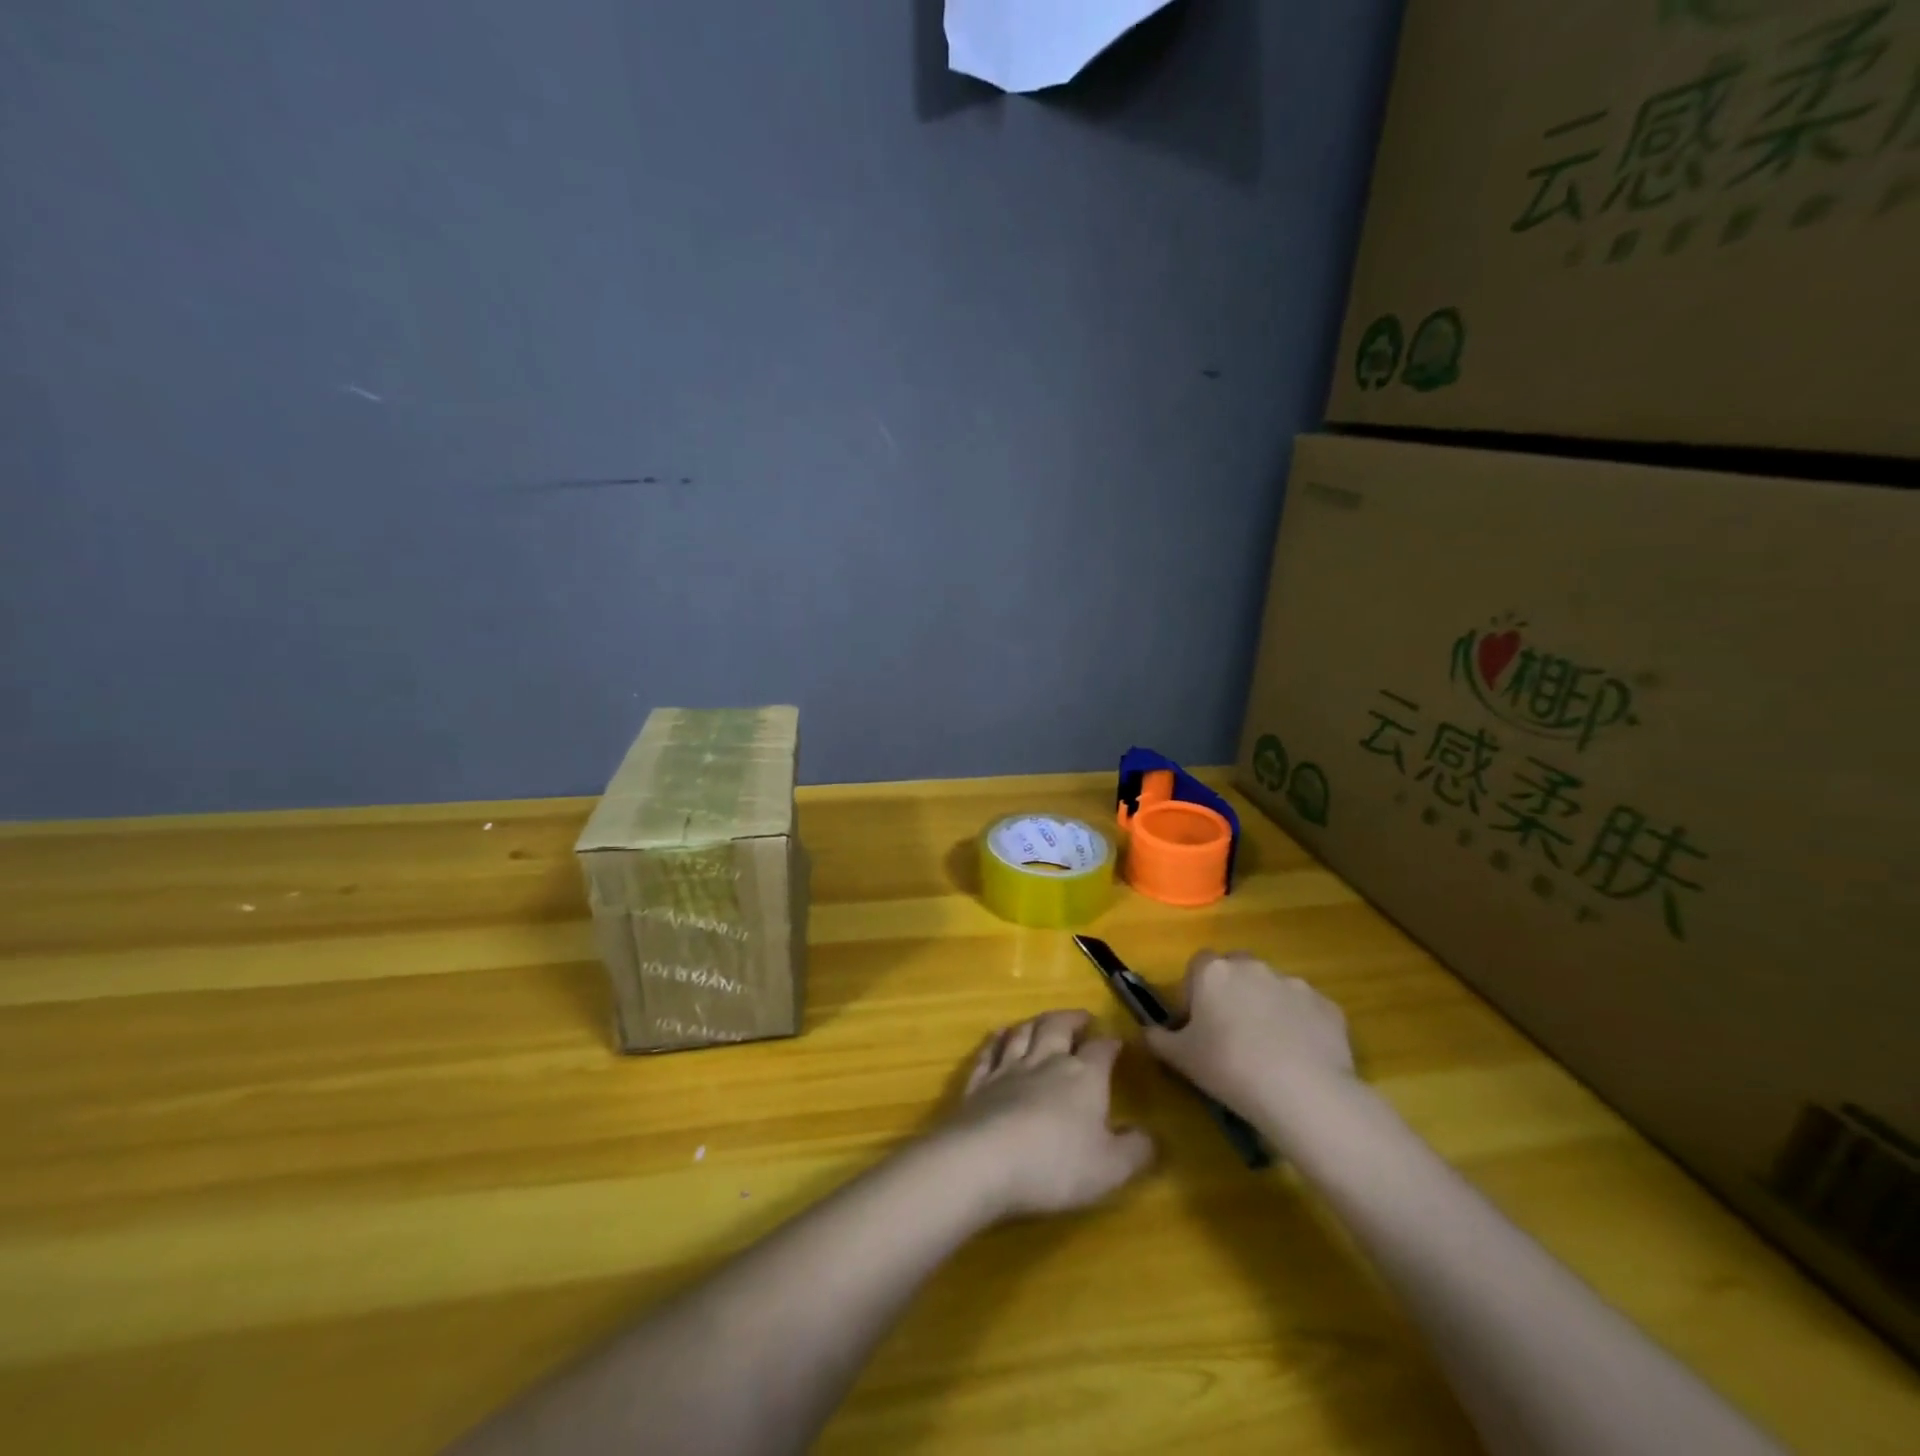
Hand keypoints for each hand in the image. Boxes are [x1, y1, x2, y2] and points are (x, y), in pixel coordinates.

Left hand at [942, 1009, 1154, 1219]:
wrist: (984, 1161)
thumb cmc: (1056, 1165)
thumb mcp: (1111, 1168)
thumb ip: (1136, 1151)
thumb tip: (1151, 1136)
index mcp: (1083, 1076)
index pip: (1101, 1050)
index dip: (1111, 1043)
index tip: (1118, 1041)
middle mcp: (1045, 1061)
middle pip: (1058, 1027)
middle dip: (1072, 1019)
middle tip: (1081, 1017)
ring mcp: (1007, 1069)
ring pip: (1023, 1033)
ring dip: (1035, 1022)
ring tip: (1043, 1020)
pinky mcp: (978, 1083)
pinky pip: (989, 1052)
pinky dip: (997, 1040)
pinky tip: (999, 1035)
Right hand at [1144, 950, 1355, 1126]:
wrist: (1302, 1091)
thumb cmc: (1228, 1067)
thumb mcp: (1181, 1059)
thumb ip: (1159, 1039)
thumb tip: (1148, 1032)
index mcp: (1214, 972)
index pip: (1198, 965)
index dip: (1196, 991)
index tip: (1198, 1023)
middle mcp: (1253, 967)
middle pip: (1237, 970)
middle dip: (1234, 993)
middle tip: (1232, 1033)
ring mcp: (1294, 984)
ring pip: (1273, 989)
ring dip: (1268, 1008)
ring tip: (1270, 1051)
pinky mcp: (1327, 1006)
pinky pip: (1306, 1011)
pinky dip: (1301, 1026)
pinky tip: (1300, 1058)